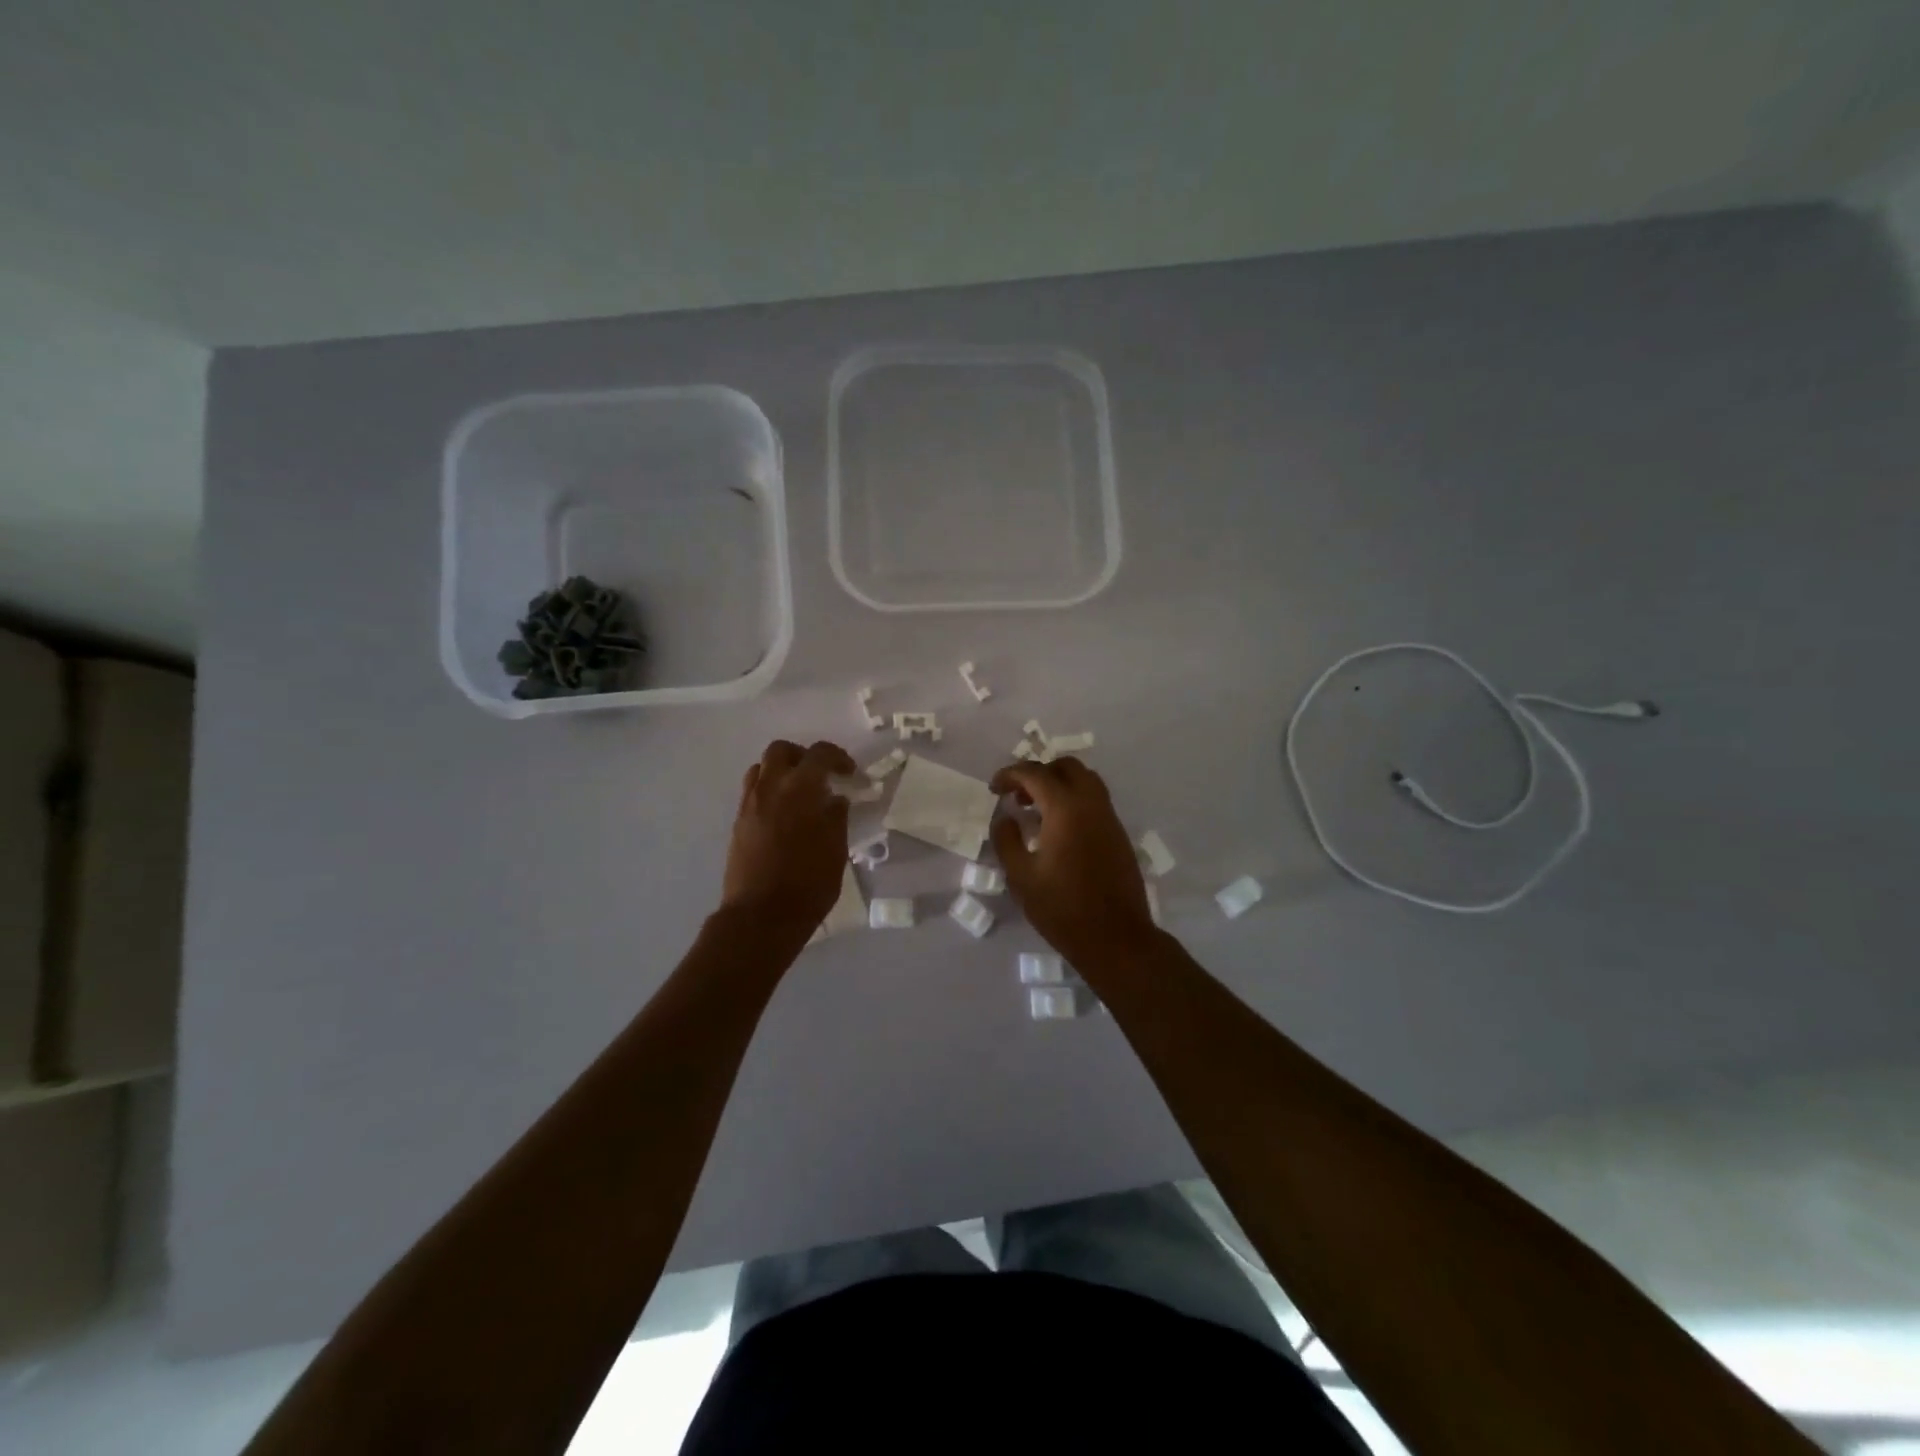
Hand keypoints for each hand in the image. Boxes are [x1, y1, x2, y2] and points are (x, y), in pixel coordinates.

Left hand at [722, 740, 856, 931]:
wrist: (761, 916)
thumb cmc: (808, 883)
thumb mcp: (836, 849)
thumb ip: (836, 817)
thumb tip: (835, 799)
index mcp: (799, 789)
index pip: (819, 754)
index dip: (837, 757)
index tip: (850, 773)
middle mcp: (770, 788)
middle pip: (781, 751)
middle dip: (802, 756)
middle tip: (820, 776)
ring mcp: (749, 805)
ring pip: (761, 769)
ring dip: (781, 772)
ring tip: (799, 794)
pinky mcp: (738, 824)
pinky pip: (752, 793)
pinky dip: (770, 792)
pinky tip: (784, 816)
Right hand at [990, 758, 1156, 965]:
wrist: (1116, 938)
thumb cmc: (1062, 909)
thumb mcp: (1021, 877)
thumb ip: (1007, 840)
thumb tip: (1006, 818)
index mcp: (1066, 808)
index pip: (1035, 773)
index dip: (1010, 774)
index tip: (994, 789)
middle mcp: (1092, 804)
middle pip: (1066, 766)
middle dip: (1038, 773)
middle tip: (1018, 796)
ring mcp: (1110, 818)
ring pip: (1085, 780)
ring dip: (1059, 784)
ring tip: (1037, 810)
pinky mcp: (1119, 834)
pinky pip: (1095, 800)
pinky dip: (1074, 800)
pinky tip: (1058, 829)